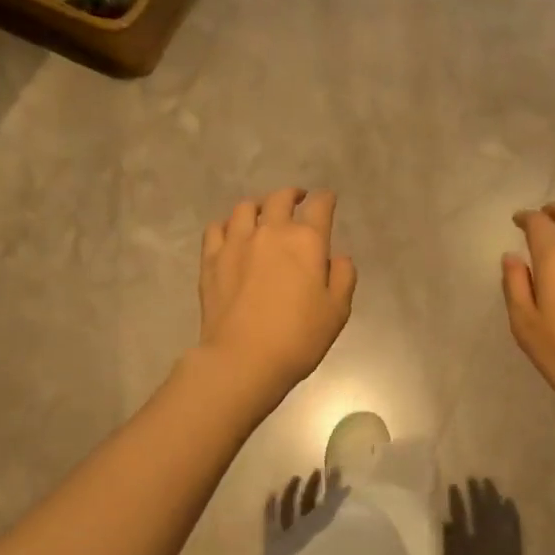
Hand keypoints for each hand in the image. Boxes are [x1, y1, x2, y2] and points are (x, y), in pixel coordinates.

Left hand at [198, 188, 356, 404]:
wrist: (243, 358)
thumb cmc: (298, 337)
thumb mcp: (337, 311)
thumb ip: (343, 277)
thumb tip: (337, 258)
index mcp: (306, 241)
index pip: (320, 206)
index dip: (325, 199)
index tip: (327, 200)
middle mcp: (271, 232)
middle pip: (280, 198)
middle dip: (292, 195)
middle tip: (296, 200)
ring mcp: (236, 242)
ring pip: (245, 208)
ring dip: (258, 206)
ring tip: (262, 215)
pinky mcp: (211, 259)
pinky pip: (216, 228)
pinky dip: (227, 225)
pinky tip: (231, 234)